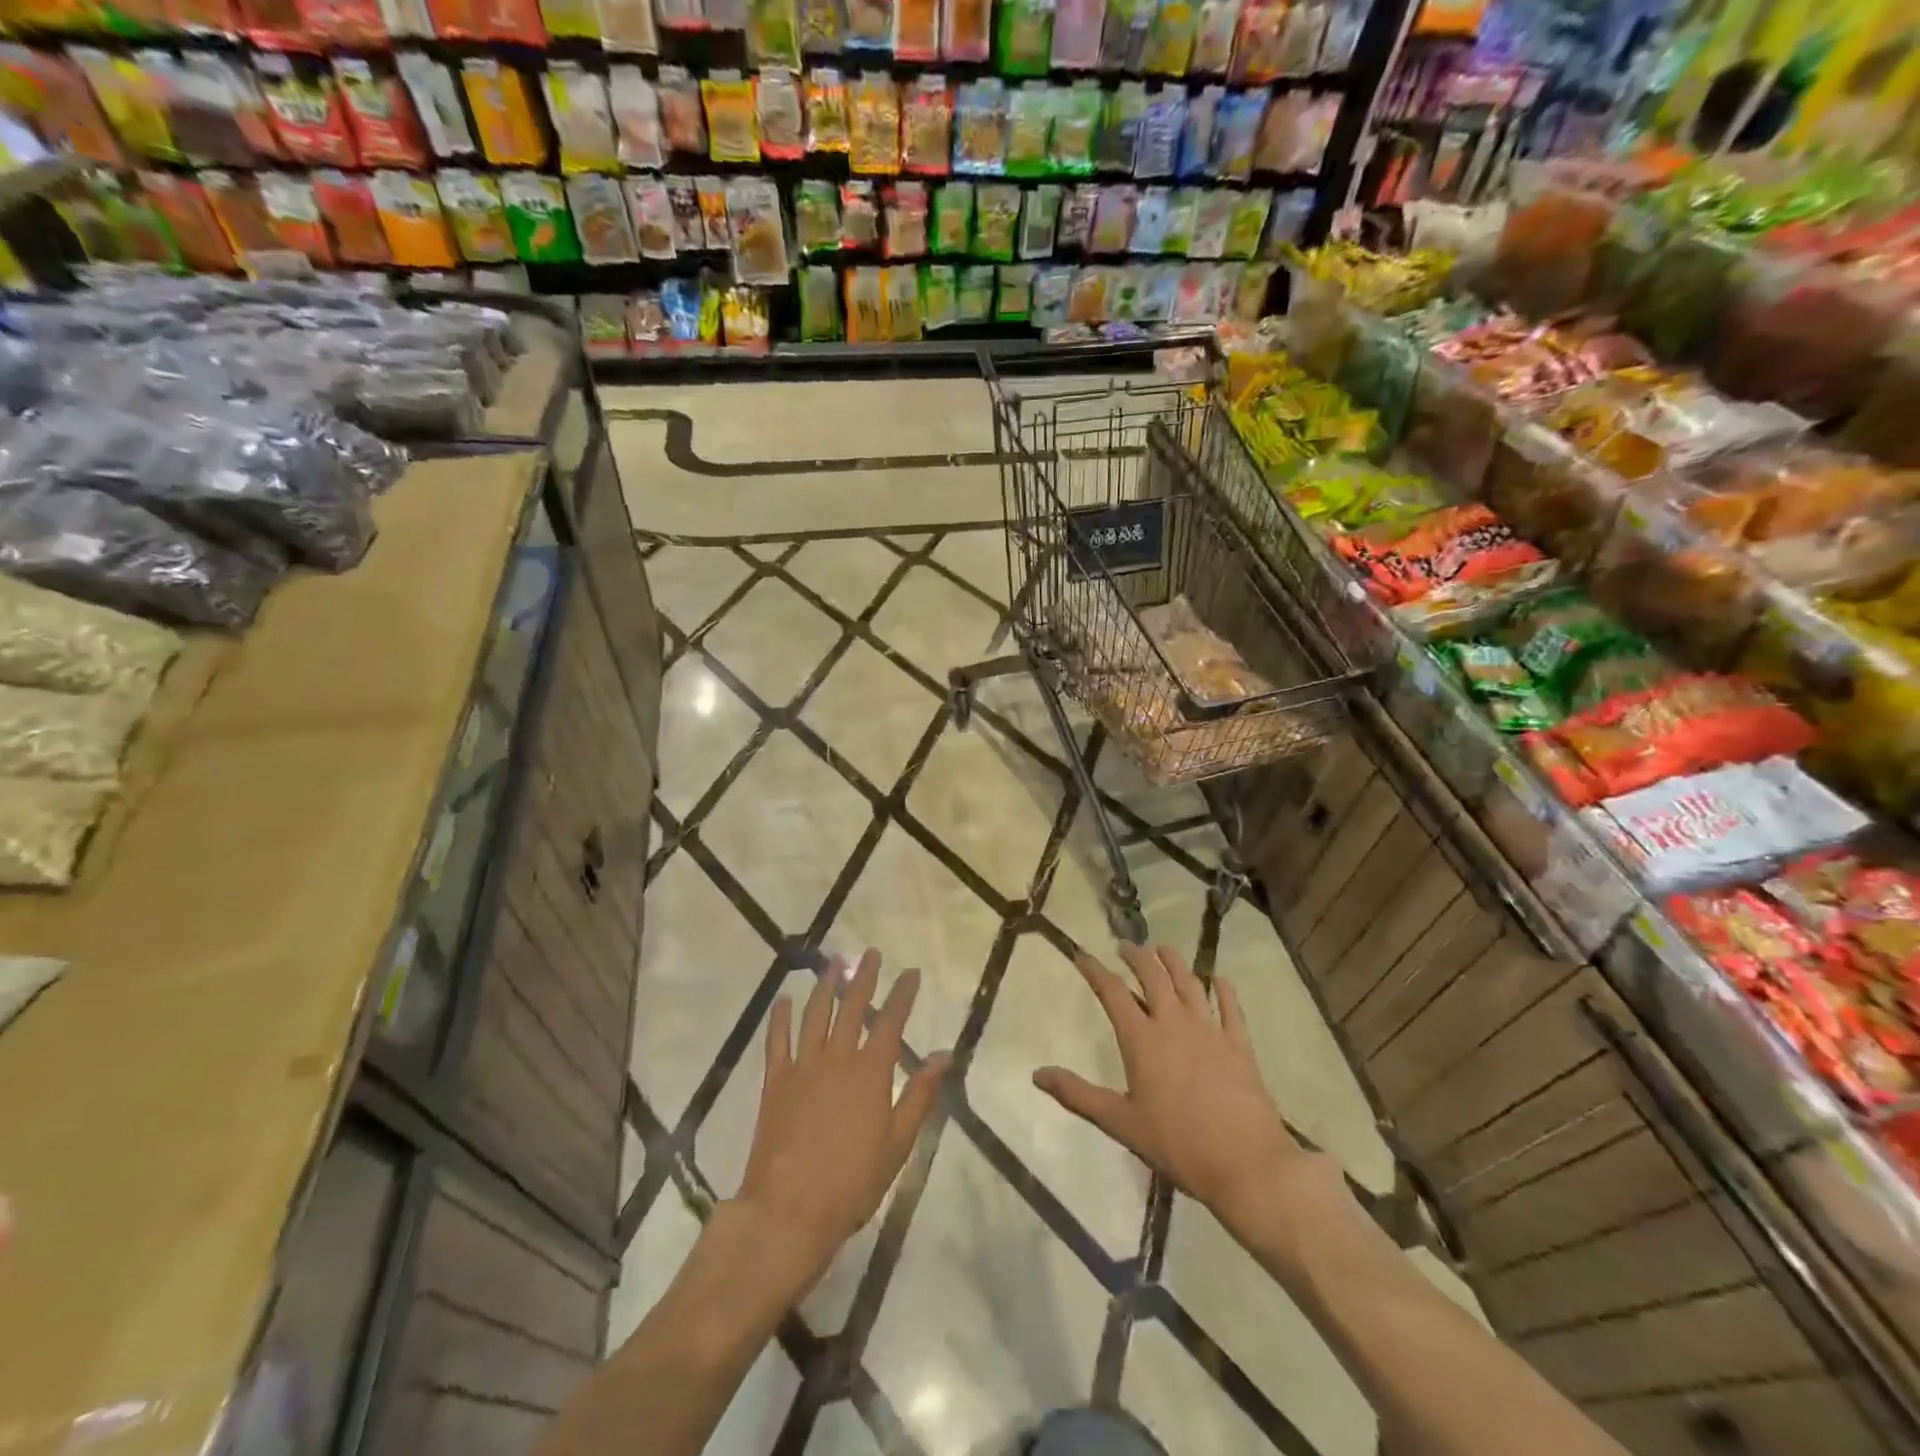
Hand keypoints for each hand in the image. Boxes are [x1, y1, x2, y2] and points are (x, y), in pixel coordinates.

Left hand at [729, 950, 948, 1295]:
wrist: (789, 1210)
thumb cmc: (851, 1182)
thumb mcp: (897, 1144)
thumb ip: (919, 1095)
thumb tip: (944, 1055)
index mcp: (870, 1073)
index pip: (891, 1021)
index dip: (902, 994)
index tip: (911, 972)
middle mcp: (837, 1059)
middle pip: (852, 1007)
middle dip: (863, 977)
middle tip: (870, 954)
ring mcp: (802, 1067)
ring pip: (815, 1014)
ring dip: (825, 985)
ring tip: (833, 963)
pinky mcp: (775, 1081)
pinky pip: (777, 1040)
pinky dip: (780, 1017)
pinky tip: (784, 1000)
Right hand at [1034, 944, 1307, 1227]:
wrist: (1245, 1163)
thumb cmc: (1177, 1144)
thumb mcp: (1120, 1122)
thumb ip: (1078, 1095)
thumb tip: (1037, 1075)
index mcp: (1142, 1039)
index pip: (1112, 992)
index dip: (1095, 970)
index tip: (1082, 954)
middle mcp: (1174, 1023)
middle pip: (1153, 976)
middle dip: (1136, 956)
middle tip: (1125, 946)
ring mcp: (1210, 1031)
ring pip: (1190, 983)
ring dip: (1174, 962)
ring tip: (1163, 950)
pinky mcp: (1239, 1045)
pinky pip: (1230, 1008)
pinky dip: (1223, 990)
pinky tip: (1219, 980)